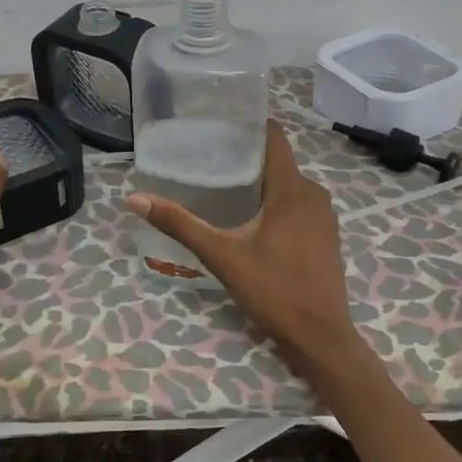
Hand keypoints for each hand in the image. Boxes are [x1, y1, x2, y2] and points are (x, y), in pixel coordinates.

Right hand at [125, 121, 361, 379]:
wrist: (320, 336)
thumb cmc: (273, 290)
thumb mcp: (221, 255)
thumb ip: (180, 224)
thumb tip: (135, 199)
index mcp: (292, 189)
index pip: (274, 137)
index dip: (249, 126)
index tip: (218, 125)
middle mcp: (313, 193)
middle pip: (278, 161)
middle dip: (246, 157)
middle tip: (208, 159)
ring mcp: (324, 216)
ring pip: (289, 184)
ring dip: (261, 182)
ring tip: (224, 186)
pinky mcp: (326, 235)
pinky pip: (299, 204)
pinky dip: (276, 203)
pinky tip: (251, 218)